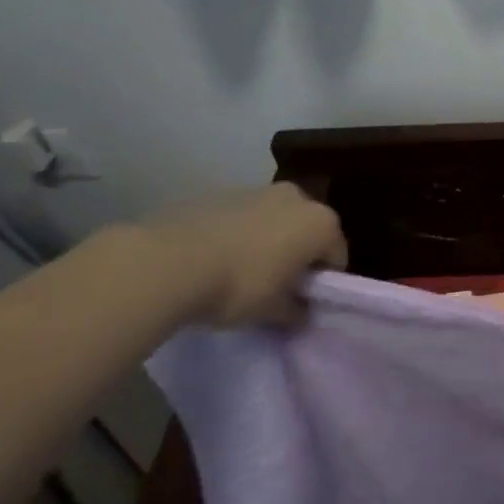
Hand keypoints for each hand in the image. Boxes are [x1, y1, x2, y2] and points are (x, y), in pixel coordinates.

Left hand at [139, 183, 347, 327]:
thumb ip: (297, 311)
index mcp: (321, 223)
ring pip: (274, 222)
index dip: (322, 283)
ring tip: (241, 274)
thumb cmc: (239, 286)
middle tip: (276, 286)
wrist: (166, 263)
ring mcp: (256, 190)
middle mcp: (296, 198)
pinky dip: (238, 236)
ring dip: (268, 243)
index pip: (336, 257)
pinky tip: (216, 260)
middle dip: (297, 256)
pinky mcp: (218, 193)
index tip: (302, 302)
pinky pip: (241, 219)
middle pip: (307, 232)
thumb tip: (302, 313)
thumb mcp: (275, 311)